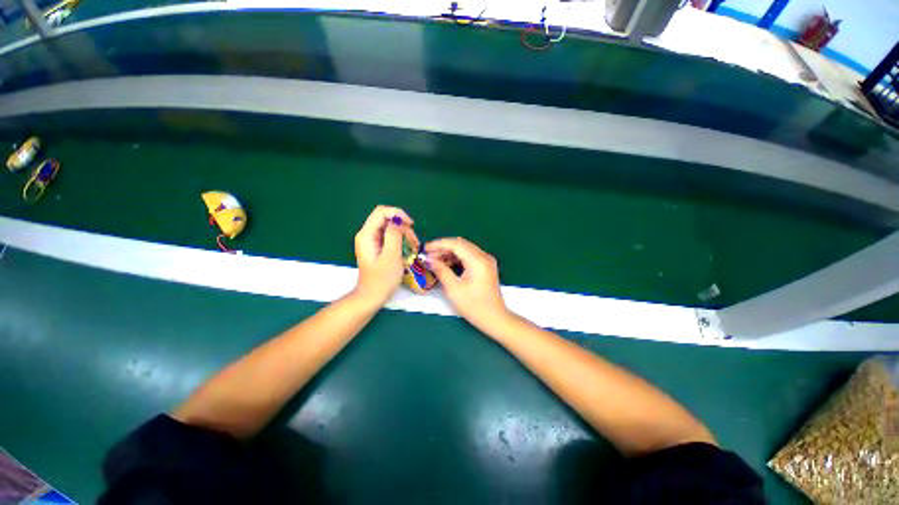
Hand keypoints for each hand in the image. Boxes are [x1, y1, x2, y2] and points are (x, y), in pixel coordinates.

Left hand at [353, 206, 418, 305]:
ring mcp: (371, 240)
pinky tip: (407, 248)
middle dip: (403, 226)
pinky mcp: (376, 246)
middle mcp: (367, 234)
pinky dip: (400, 240)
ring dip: (404, 234)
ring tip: (413, 246)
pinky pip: (389, 236)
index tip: (411, 225)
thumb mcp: (391, 256)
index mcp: (367, 235)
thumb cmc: (382, 279)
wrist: (372, 296)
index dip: (398, 214)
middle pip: (386, 219)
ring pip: (390, 227)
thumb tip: (398, 219)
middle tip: (414, 241)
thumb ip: (394, 235)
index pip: (381, 212)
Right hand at [425, 237, 511, 332]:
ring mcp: (486, 260)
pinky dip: (457, 258)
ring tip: (434, 260)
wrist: (495, 318)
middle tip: (428, 255)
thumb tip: (429, 260)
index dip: (439, 244)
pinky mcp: (486, 266)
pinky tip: (446, 264)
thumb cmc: (474, 306)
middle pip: (461, 244)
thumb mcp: (454, 289)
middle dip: (443, 248)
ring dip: (449, 253)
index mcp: (477, 260)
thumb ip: (441, 270)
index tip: (425, 249)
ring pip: (464, 249)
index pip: (456, 244)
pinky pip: (469, 256)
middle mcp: (484, 256)